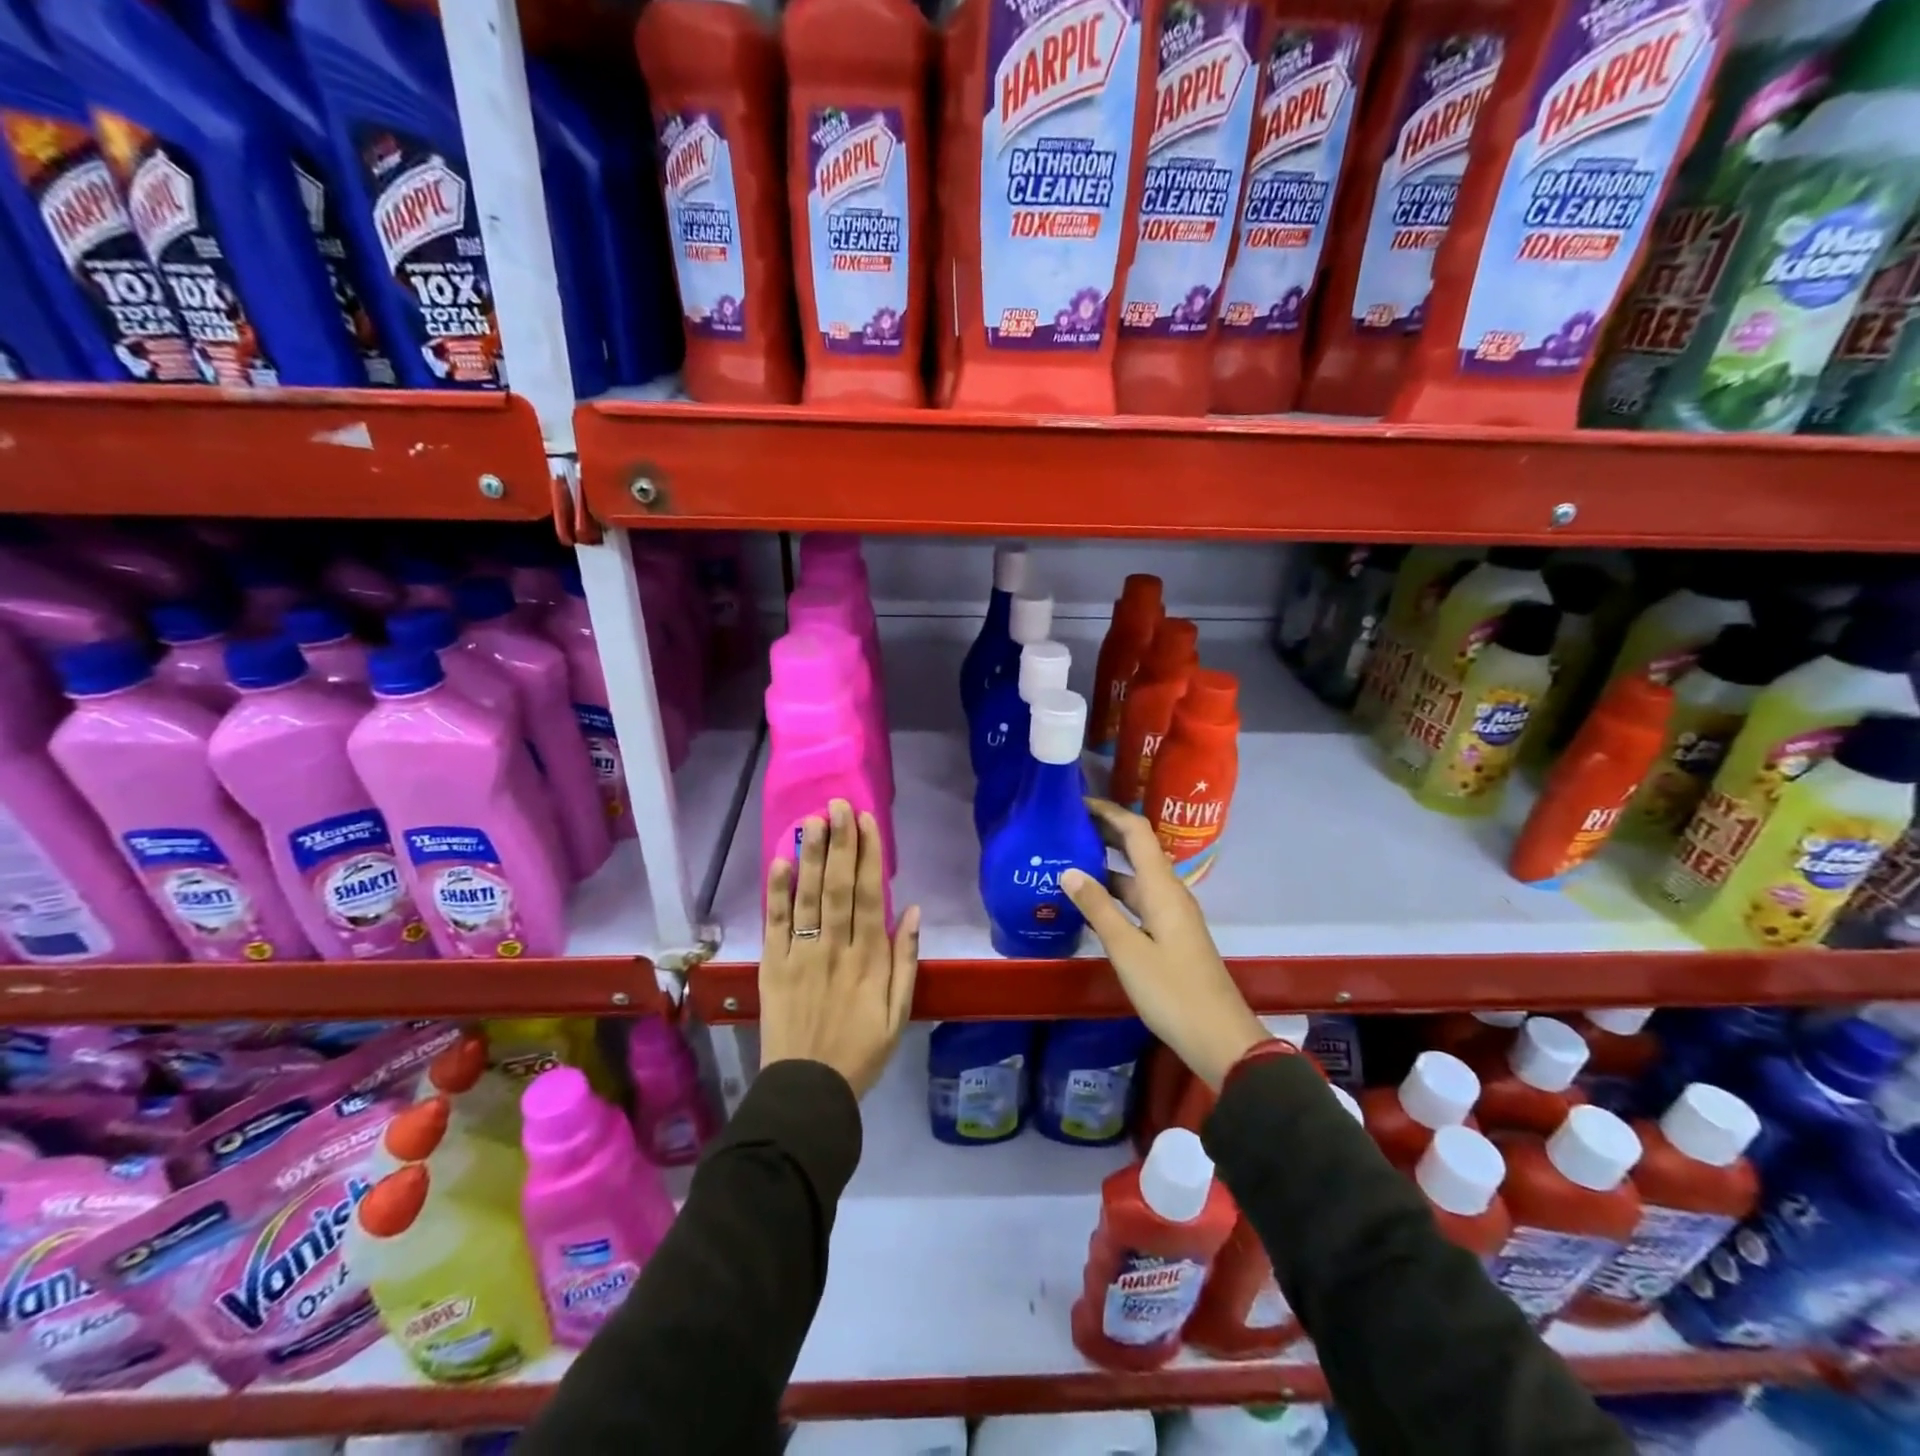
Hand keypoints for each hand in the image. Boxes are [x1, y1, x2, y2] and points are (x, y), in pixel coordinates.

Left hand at [761, 800, 920, 1098]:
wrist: (808, 1091)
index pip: (868, 895)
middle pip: (837, 886)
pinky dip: (777, 892)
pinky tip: (781, 861)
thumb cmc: (861, 1052)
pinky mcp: (773, 967)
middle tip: (838, 804)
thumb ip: (906, 960)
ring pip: (807, 897)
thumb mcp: (899, 1013)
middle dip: (840, 842)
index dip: (868, 855)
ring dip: (811, 856)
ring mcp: (800, 955)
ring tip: (813, 820)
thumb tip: (911, 911)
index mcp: (869, 958)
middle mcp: (835, 948)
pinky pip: (775, 924)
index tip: (867, 821)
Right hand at [1062, 798, 1266, 1090]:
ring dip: (1106, 864)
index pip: (1137, 832)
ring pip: (1135, 877)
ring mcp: (1171, 914)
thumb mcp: (1128, 950)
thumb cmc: (1172, 991)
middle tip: (1064, 826)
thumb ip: (1098, 908)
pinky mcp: (1169, 935)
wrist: (1219, 1037)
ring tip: (1067, 859)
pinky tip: (1088, 901)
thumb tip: (1069, 870)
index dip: (1109, 812)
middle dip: (1104, 832)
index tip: (1076, 803)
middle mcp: (1169, 893)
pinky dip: (1113, 892)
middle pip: (1137, 849)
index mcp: (1163, 888)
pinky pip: (1137, 899)